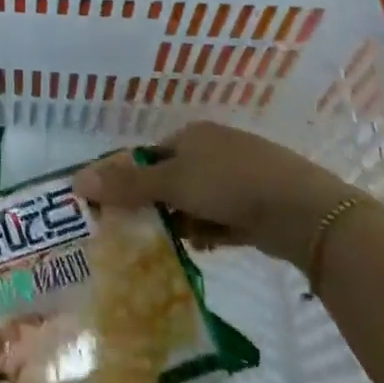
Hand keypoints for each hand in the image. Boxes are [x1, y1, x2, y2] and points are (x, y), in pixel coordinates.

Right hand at [72, 122, 363, 272]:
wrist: (306, 212)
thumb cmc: (231, 184)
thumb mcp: (173, 183)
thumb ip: (127, 185)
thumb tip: (77, 180)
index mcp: (192, 134)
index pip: (149, 154)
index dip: (131, 179)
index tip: (117, 208)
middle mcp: (214, 150)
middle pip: (172, 178)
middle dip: (157, 205)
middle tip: (139, 232)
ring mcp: (239, 177)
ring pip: (196, 201)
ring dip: (184, 222)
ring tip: (169, 246)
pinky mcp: (258, 205)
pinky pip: (221, 218)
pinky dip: (210, 231)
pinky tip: (205, 247)